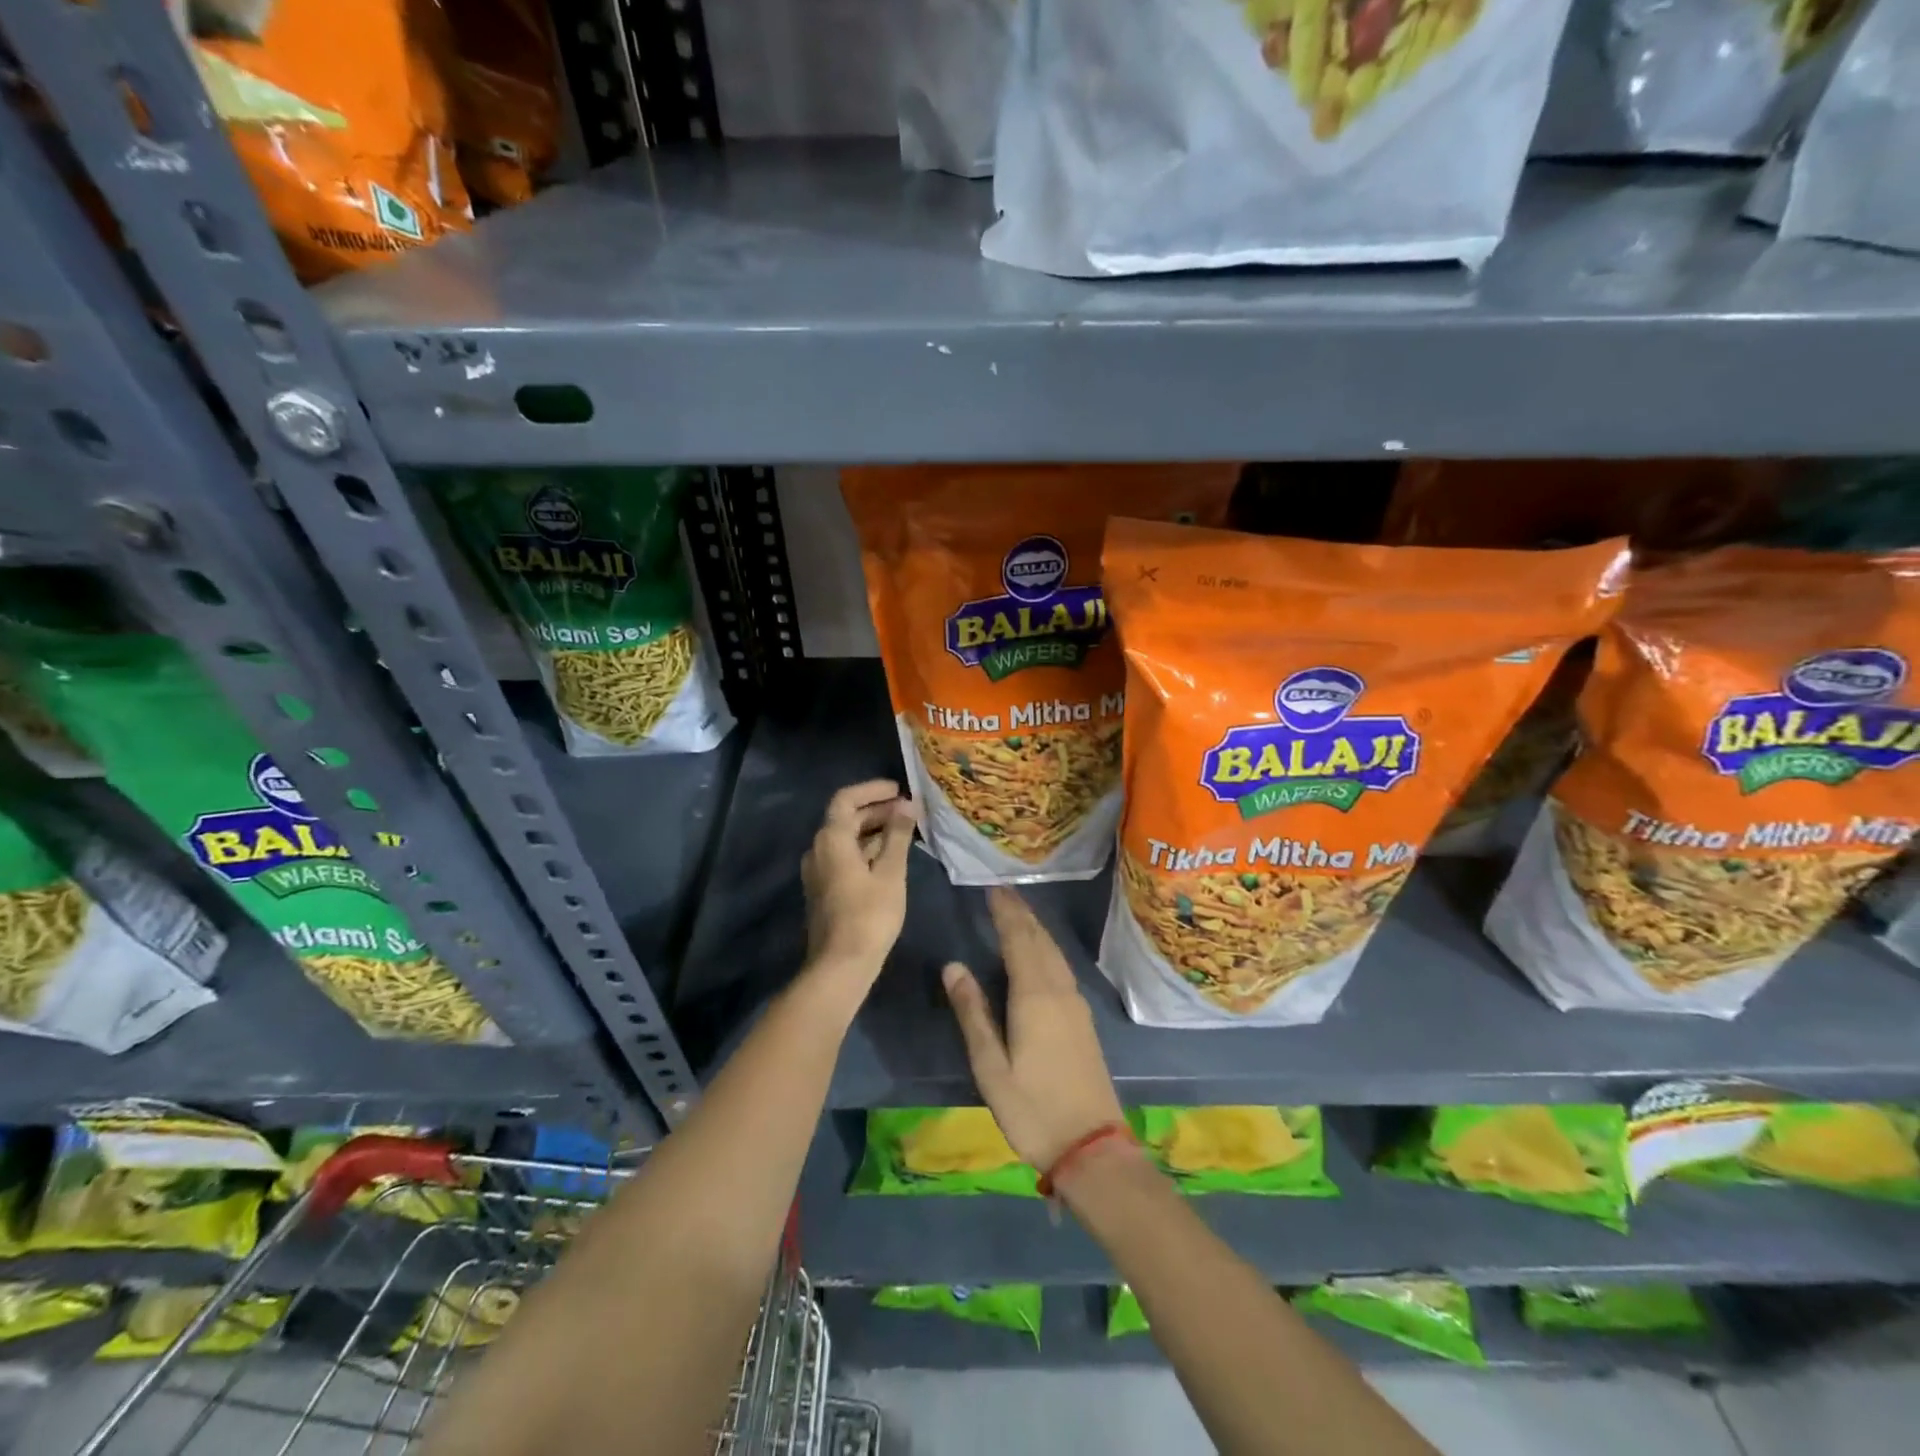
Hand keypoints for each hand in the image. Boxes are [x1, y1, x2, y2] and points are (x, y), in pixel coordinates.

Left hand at [801, 779, 915, 983]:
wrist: (841, 965)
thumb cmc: (869, 915)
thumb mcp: (891, 872)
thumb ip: (898, 835)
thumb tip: (907, 804)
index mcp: (831, 839)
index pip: (846, 799)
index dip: (872, 790)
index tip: (899, 789)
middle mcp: (818, 849)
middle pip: (846, 818)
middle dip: (877, 810)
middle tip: (909, 810)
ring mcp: (819, 871)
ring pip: (846, 839)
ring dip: (874, 830)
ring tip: (906, 831)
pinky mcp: (825, 889)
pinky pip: (845, 857)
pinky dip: (867, 849)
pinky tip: (891, 857)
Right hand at [942, 886, 1124, 1169]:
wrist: (1092, 1146)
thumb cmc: (1033, 1109)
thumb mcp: (991, 1067)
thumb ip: (973, 1013)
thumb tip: (953, 965)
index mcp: (1034, 996)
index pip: (1018, 940)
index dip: (1005, 913)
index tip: (992, 889)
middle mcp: (1059, 990)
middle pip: (1039, 940)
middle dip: (1021, 913)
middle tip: (1003, 891)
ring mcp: (1076, 1004)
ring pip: (1054, 952)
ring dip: (1036, 928)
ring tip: (1019, 913)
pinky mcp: (1083, 1019)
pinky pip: (1062, 967)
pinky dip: (1047, 948)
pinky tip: (1042, 953)